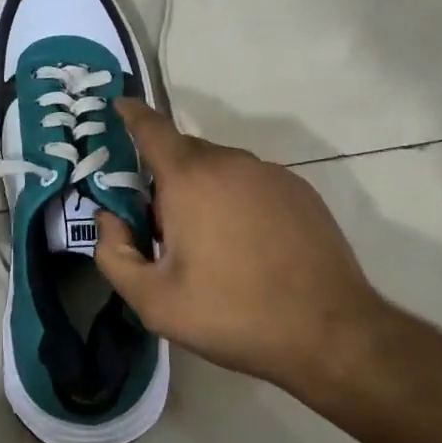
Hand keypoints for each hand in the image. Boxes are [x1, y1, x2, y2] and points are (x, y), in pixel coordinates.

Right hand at [93, 99, 388, 397]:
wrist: (332, 335)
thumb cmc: (233, 314)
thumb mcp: (154, 301)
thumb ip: (114, 255)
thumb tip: (109, 218)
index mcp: (189, 177)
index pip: (150, 127)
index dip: (130, 114)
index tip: (117, 108)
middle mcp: (230, 161)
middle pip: (183, 153)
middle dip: (164, 178)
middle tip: (162, 228)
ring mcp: (270, 173)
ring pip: (219, 168)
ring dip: (202, 191)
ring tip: (209, 245)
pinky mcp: (300, 191)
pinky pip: (251, 182)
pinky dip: (237, 200)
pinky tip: (248, 246)